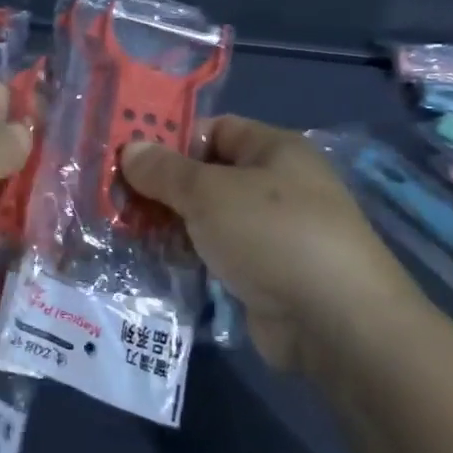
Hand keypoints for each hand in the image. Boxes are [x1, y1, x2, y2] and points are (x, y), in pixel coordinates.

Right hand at [122, 117, 423, 373]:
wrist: (336, 323)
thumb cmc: (272, 235)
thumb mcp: (208, 193)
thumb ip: (164, 170)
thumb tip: (129, 149)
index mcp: (273, 149)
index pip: (213, 129)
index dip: (171, 139)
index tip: (128, 158)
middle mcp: (276, 185)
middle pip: (207, 175)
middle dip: (163, 187)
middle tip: (117, 200)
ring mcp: (272, 232)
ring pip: (208, 218)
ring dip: (171, 225)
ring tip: (125, 233)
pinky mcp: (266, 273)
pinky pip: (218, 254)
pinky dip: (189, 256)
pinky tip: (154, 262)